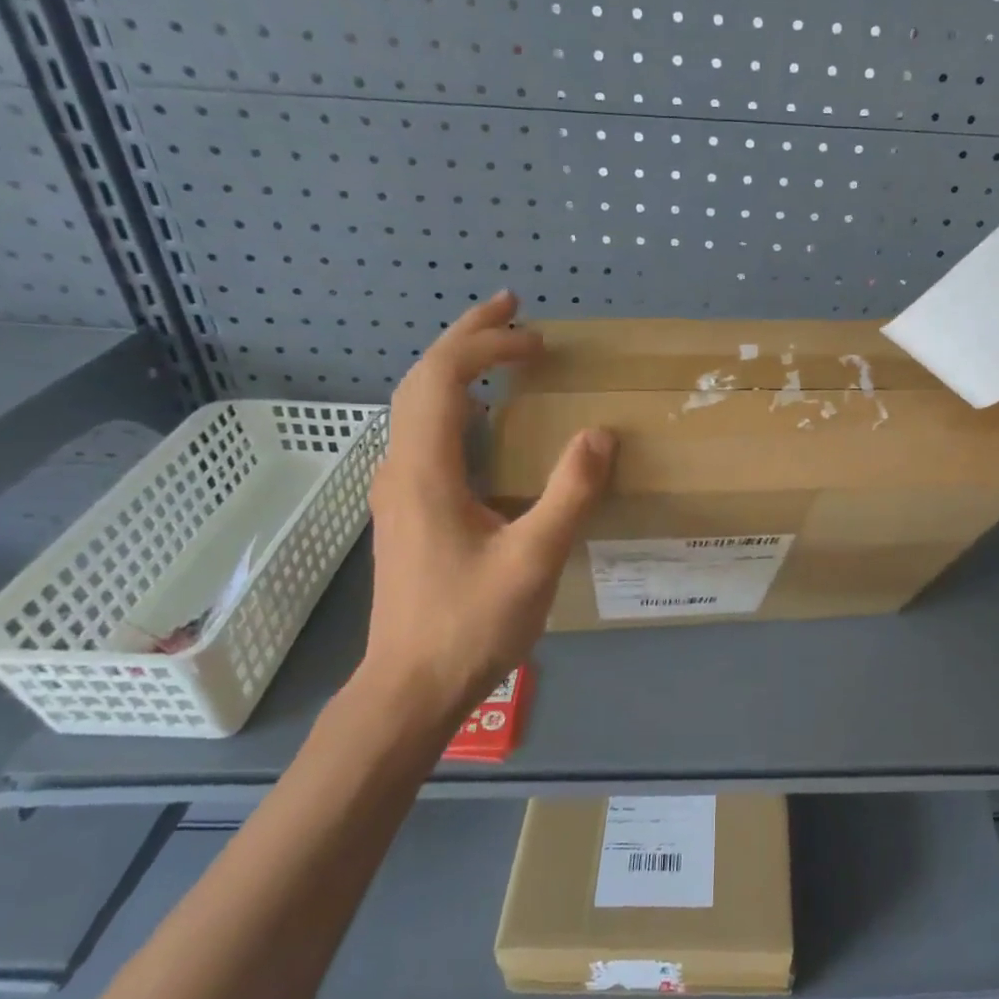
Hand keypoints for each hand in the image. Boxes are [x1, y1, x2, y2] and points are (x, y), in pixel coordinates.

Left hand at [359, 291, 614, 722]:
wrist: (409, 690)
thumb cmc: (469, 625)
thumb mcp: (534, 560)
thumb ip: (570, 493)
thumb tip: (599, 433)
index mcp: (426, 469)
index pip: (444, 376)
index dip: (488, 344)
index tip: (537, 339)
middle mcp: (402, 467)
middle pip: (423, 378)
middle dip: (467, 335)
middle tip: (512, 309)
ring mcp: (398, 488)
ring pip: (418, 404)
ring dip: (458, 366)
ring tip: (500, 349)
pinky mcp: (406, 508)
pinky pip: (426, 431)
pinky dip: (455, 401)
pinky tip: (484, 417)